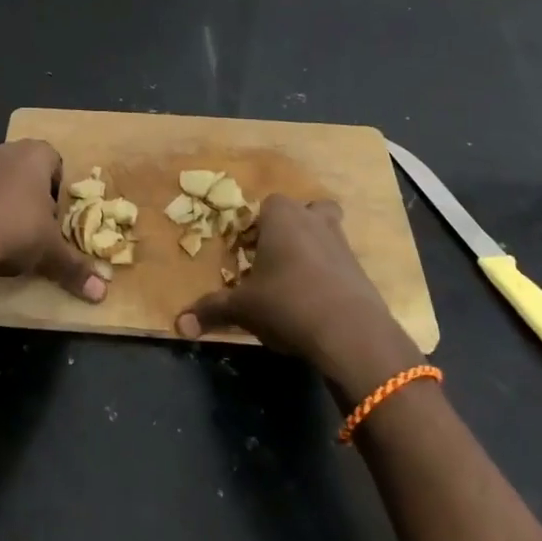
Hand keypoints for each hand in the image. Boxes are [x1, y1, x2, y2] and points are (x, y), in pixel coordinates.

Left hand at [0, 140, 106, 302]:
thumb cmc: (16, 230)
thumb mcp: (51, 251)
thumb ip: (76, 268)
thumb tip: (101, 293)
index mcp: (37, 154)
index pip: (58, 164)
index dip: (61, 192)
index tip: (59, 218)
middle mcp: (9, 150)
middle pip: (31, 172)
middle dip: (38, 197)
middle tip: (42, 228)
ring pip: (7, 183)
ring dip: (13, 204)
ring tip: (17, 236)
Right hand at [175, 195, 419, 388]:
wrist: (351, 334)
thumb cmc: (287, 304)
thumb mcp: (243, 308)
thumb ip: (212, 310)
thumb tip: (179, 324)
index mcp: (281, 216)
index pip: (264, 206)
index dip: (254, 229)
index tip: (247, 255)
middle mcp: (313, 219)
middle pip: (302, 212)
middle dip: (289, 231)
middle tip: (273, 262)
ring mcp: (342, 243)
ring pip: (326, 233)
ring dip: (312, 250)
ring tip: (295, 283)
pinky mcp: (361, 270)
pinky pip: (340, 263)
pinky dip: (329, 276)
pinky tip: (317, 304)